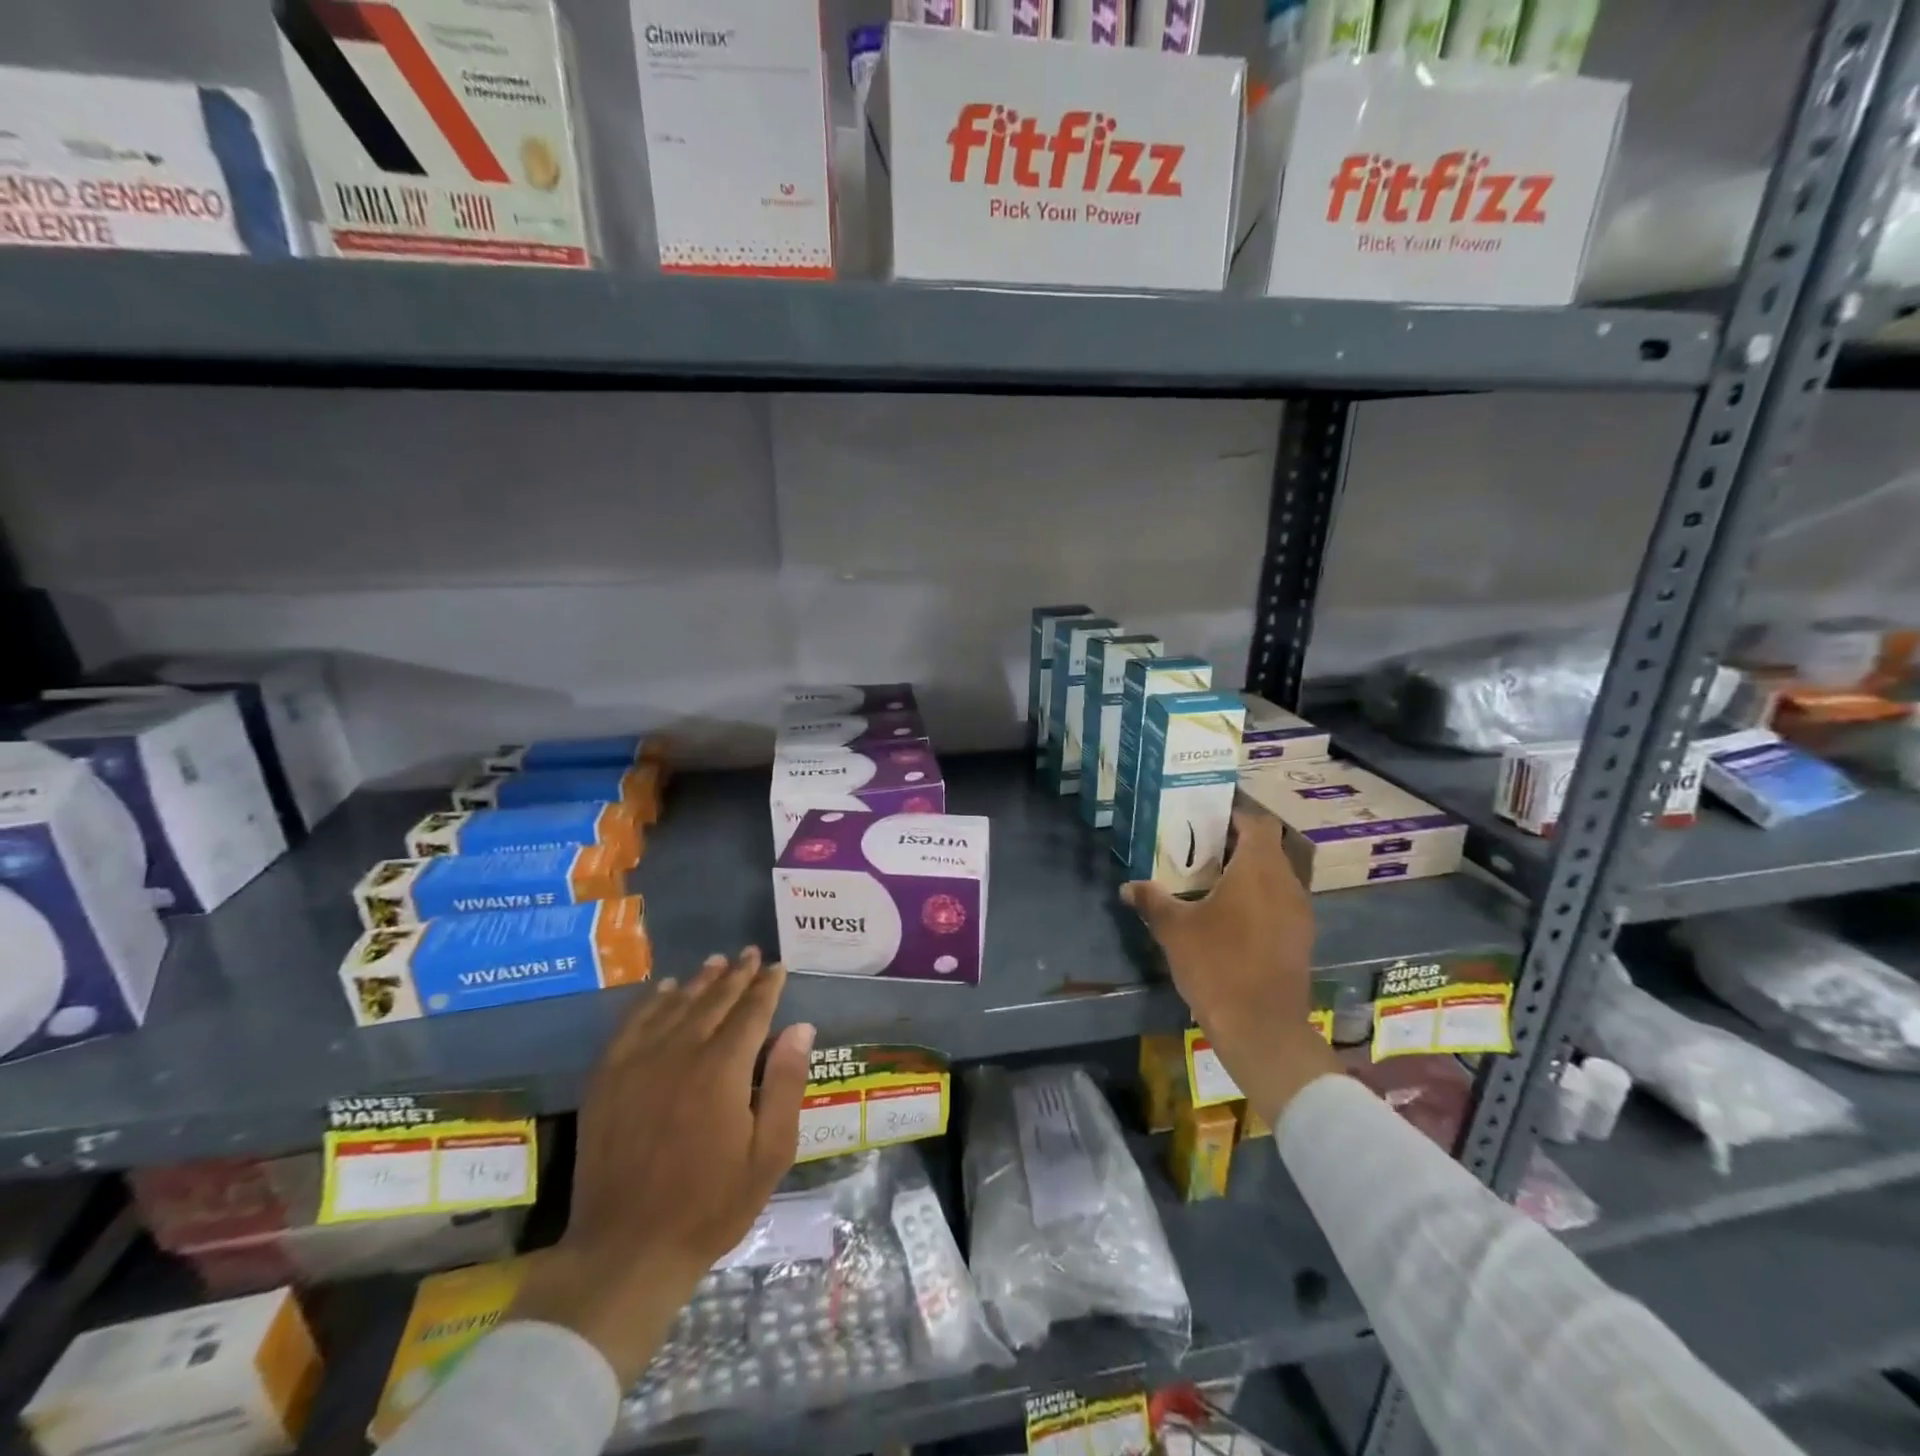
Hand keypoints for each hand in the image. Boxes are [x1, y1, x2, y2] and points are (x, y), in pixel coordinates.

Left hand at [509, 948, 815, 1383]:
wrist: (626, 1250)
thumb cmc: (710, 1205)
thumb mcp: (769, 1153)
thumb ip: (785, 1084)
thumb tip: (800, 1027)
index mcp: (722, 1069)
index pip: (751, 1012)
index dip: (766, 986)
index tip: (777, 966)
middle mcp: (680, 1052)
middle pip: (713, 1000)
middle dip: (736, 975)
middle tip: (750, 953)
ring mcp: (638, 1062)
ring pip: (675, 1005)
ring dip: (699, 981)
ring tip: (716, 963)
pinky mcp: (607, 1078)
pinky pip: (632, 1024)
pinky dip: (651, 1001)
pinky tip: (664, 990)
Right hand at [1123, 809, 1339, 1126]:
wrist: (1262, 1028)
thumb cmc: (1217, 965)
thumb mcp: (1174, 929)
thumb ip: (1152, 900)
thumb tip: (1128, 886)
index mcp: (1258, 870)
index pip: (1257, 823)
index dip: (1235, 815)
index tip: (1207, 817)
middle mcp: (1286, 884)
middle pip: (1267, 848)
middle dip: (1236, 844)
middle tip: (1200, 848)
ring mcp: (1299, 913)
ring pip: (1275, 877)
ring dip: (1248, 873)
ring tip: (1212, 880)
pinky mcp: (1300, 939)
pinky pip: (1279, 903)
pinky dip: (1258, 899)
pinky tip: (1230, 917)